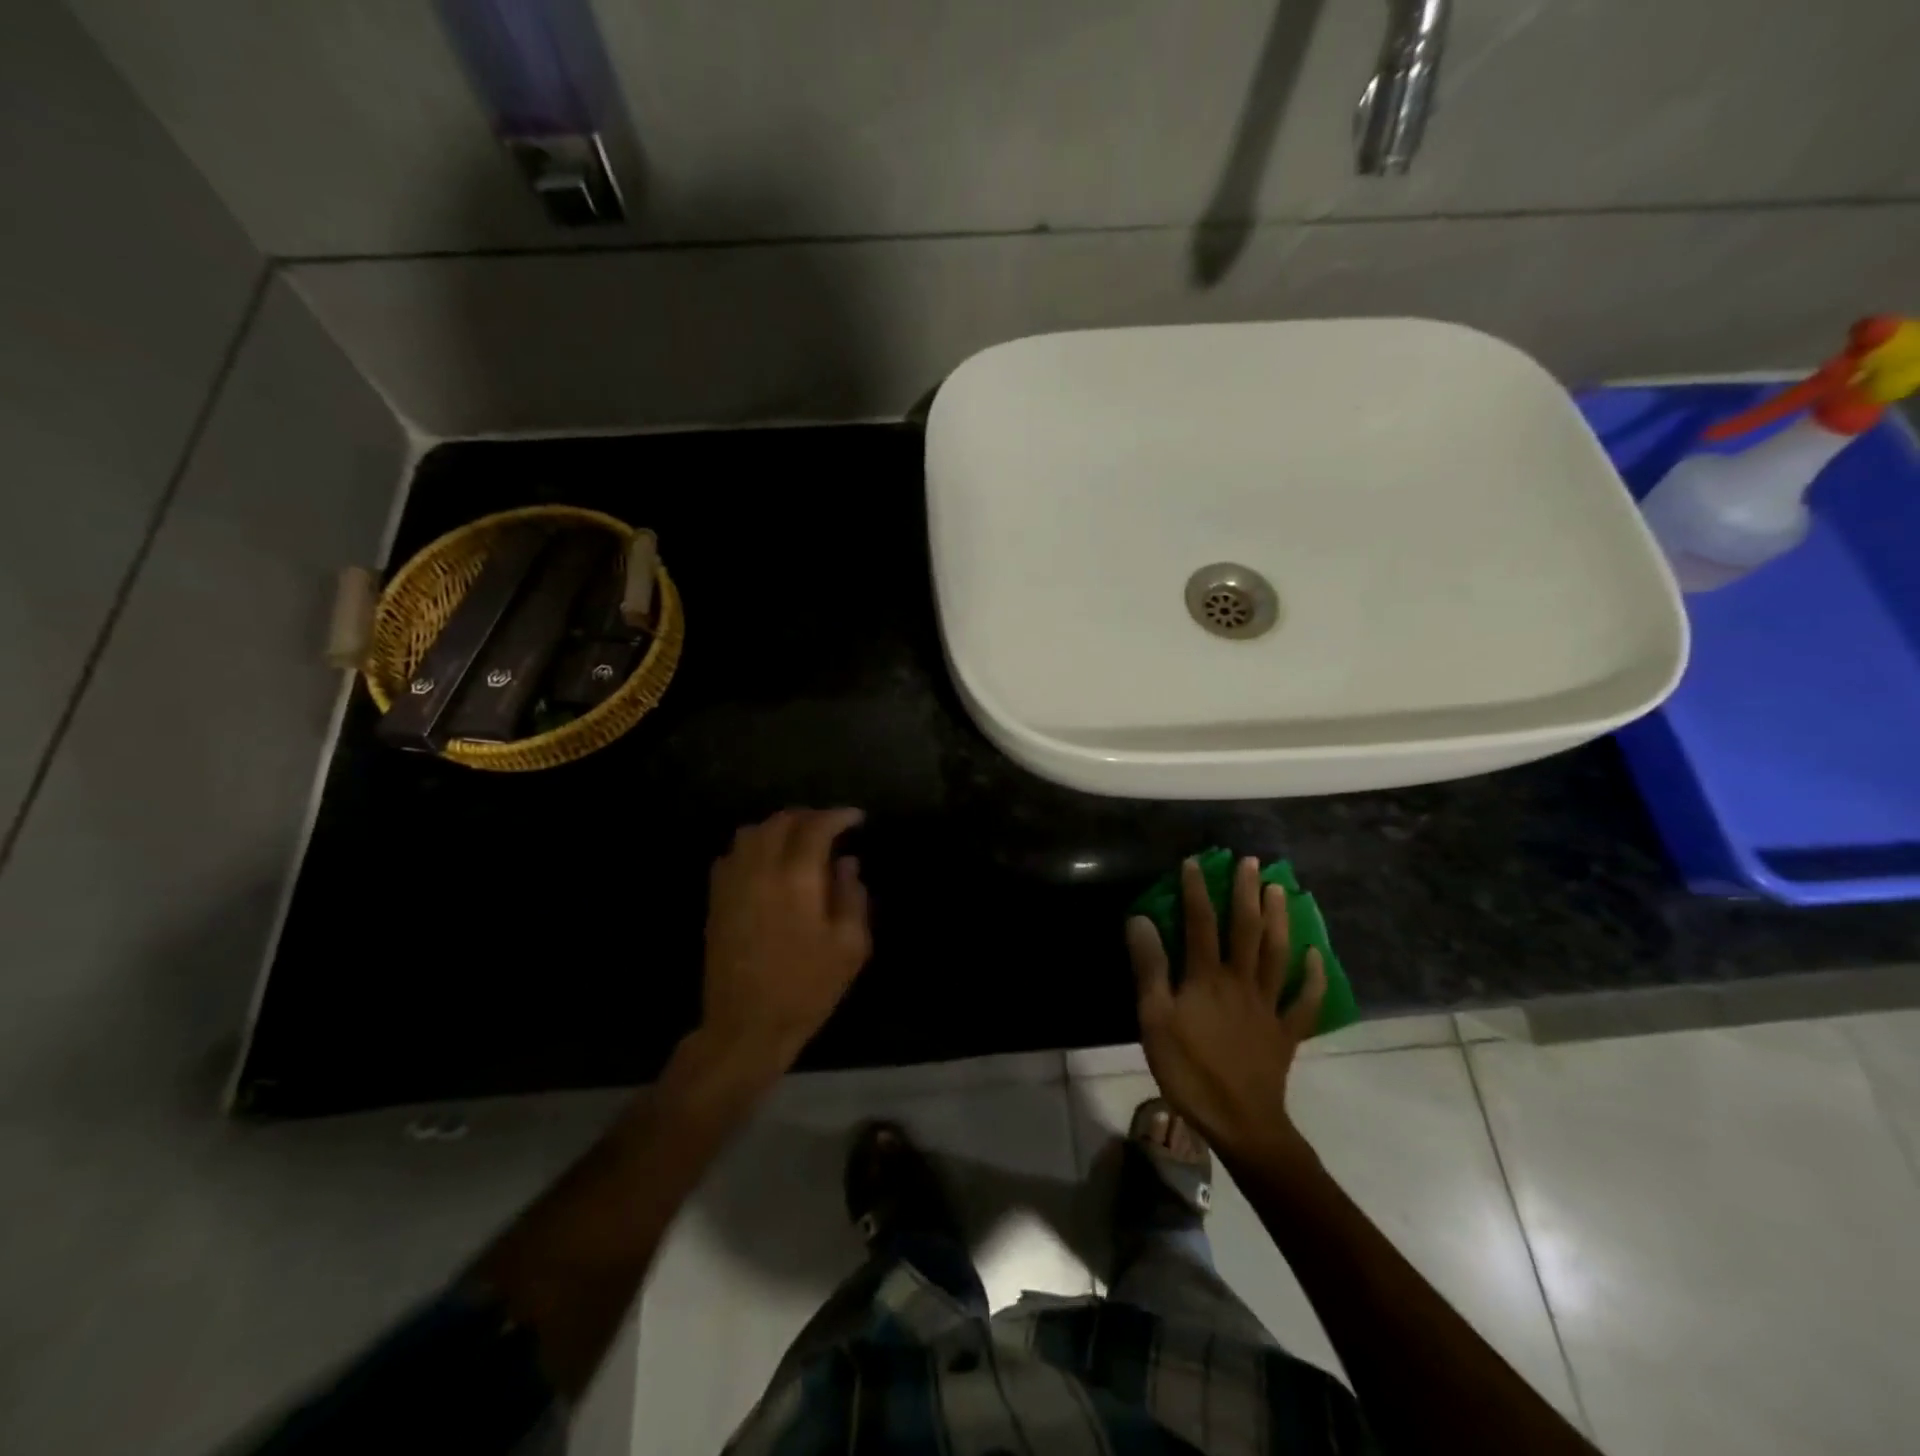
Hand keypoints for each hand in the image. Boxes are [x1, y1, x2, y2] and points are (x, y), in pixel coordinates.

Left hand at [698, 808, 872, 1080]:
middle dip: (809, 817)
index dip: (838, 816)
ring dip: (778, 827)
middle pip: (781, 821)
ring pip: (752, 832)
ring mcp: (732, 883)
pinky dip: (753, 846)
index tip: (856, 819)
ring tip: (799, 840)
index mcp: (796, 878)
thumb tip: (847, 863)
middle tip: (830, 827)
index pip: (816, 827)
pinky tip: (768, 862)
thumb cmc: (807, 988)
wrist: (746, 1026)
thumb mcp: (850, 947)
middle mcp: (760, 870)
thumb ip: (852, 896)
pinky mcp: (716, 900)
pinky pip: (732, 854)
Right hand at [1125, 857, 1325, 1166]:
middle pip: (1246, 929)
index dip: (1197, 890)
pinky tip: (1316, 956)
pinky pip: (1305, 1002)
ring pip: (1277, 954)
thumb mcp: (1154, 1020)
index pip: (1200, 923)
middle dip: (1246, 892)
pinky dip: (1314, 977)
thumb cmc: (1190, 1072)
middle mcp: (1241, 982)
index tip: (1196, 861)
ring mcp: (1268, 1006)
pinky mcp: (1286, 1032)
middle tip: (1252, 862)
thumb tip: (1141, 920)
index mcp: (1207, 978)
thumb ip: (1150, 968)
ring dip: (1279, 920)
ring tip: (1280, 890)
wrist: (1241, 1123)